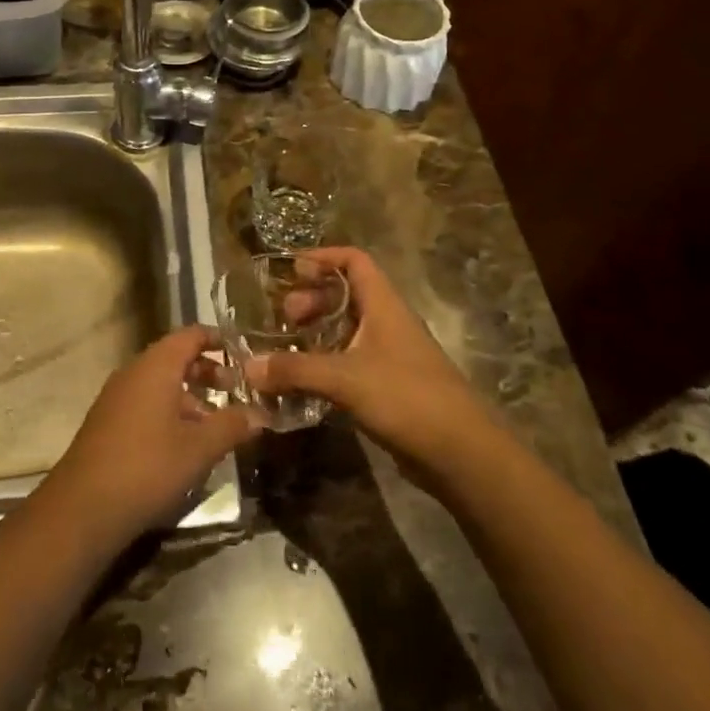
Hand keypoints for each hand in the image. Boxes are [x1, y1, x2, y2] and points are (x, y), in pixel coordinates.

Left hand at [45, 324, 260, 548]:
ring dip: (190, 397)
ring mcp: (117, 397)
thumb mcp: (199, 448)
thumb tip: (261, 414)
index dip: (218, 339)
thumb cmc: (147, 467)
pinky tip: (185, 444)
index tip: (244, 352)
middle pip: (176, 358)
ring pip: (161, 383)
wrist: (82, 508)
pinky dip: (170, 411)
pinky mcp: (108, 422)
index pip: (191, 335)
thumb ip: (232, 425)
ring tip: (216, 424)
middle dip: (208, 371)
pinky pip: (146, 403)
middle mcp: (134, 372)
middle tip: (236, 390)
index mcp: (156, 366)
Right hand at [244, 248, 493, 489]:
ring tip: (287, 348)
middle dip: (312, 299)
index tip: (290, 269)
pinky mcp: (389, 386)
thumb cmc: (406, 397)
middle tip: (284, 318)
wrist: (461, 453)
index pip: (354, 261)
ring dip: (317, 333)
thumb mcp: (345, 378)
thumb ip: (295, 370)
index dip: (323, 257)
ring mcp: (390, 355)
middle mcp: (387, 322)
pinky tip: (303, 381)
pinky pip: (350, 362)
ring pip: (347, 330)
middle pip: (347, 294)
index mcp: (384, 304)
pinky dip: (325, 363)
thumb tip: (248, 367)